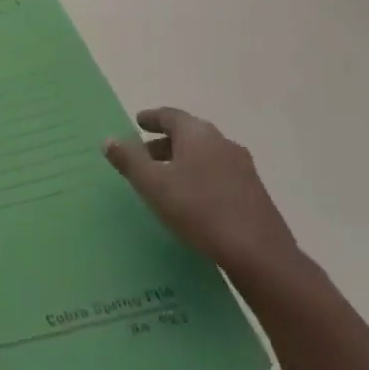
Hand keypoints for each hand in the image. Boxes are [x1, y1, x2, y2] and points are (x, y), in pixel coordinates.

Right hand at [104, 108, 299, 282]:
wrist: (259, 254)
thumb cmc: (198, 210)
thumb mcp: (152, 185)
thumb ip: (129, 160)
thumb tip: (110, 139)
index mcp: (198, 134)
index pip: (170, 116)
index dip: (152, 118)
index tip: (138, 122)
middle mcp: (223, 143)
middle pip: (188, 134)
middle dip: (164, 142)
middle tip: (144, 155)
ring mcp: (243, 167)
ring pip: (204, 155)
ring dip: (182, 160)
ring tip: (165, 180)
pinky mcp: (253, 191)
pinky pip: (218, 172)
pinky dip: (199, 175)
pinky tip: (191, 198)